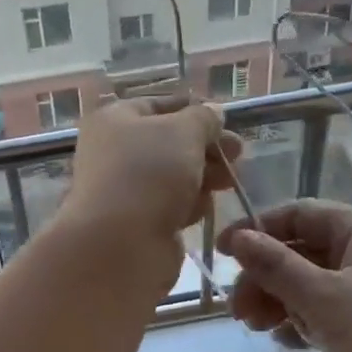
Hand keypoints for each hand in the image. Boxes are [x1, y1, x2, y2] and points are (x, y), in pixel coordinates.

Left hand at [62, 93, 242, 262]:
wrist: (120, 245)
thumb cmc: (149, 174)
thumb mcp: (184, 132)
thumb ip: (203, 118)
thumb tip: (213, 112)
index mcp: (114, 120)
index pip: (158, 105)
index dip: (194, 109)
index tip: (226, 120)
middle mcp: (113, 151)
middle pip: (169, 143)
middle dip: (206, 147)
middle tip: (238, 154)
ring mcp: (124, 189)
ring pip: (173, 175)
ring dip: (203, 176)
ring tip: (230, 182)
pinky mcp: (137, 222)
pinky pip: (169, 205)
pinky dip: (188, 205)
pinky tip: (202, 210)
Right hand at [220, 200, 351, 351]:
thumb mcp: (326, 300)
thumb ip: (277, 267)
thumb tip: (237, 237)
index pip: (300, 214)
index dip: (258, 230)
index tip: (222, 254)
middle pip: (303, 251)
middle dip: (266, 276)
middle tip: (237, 310)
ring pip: (313, 284)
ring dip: (280, 301)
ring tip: (255, 327)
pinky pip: (329, 313)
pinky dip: (304, 322)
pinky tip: (285, 341)